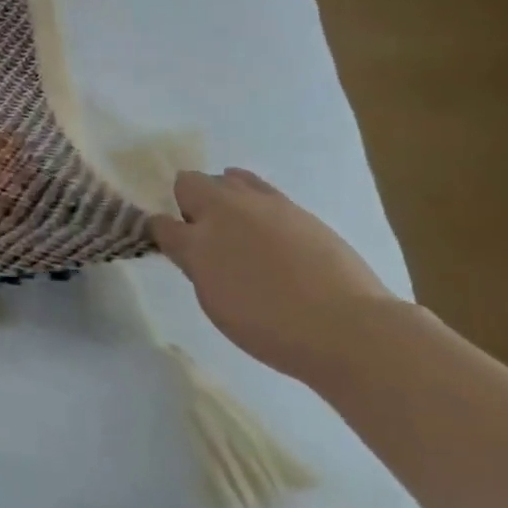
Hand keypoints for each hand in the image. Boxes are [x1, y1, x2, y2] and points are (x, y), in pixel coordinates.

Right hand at [150, 168, 407, 377]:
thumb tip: (191, 248)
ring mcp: (266, 205)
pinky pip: (263, 192)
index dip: (160, 231)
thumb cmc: (269, 325)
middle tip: (203, 234)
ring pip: (229, 178)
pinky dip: (255, 203)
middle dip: (189, 201)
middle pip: (191, 183)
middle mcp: (226, 211)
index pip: (161, 222)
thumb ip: (197, 266)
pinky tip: (267, 231)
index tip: (169, 245)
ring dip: (223, 195)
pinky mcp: (299, 210)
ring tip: (236, 225)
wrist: (348, 328)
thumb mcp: (215, 302)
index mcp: (198, 240)